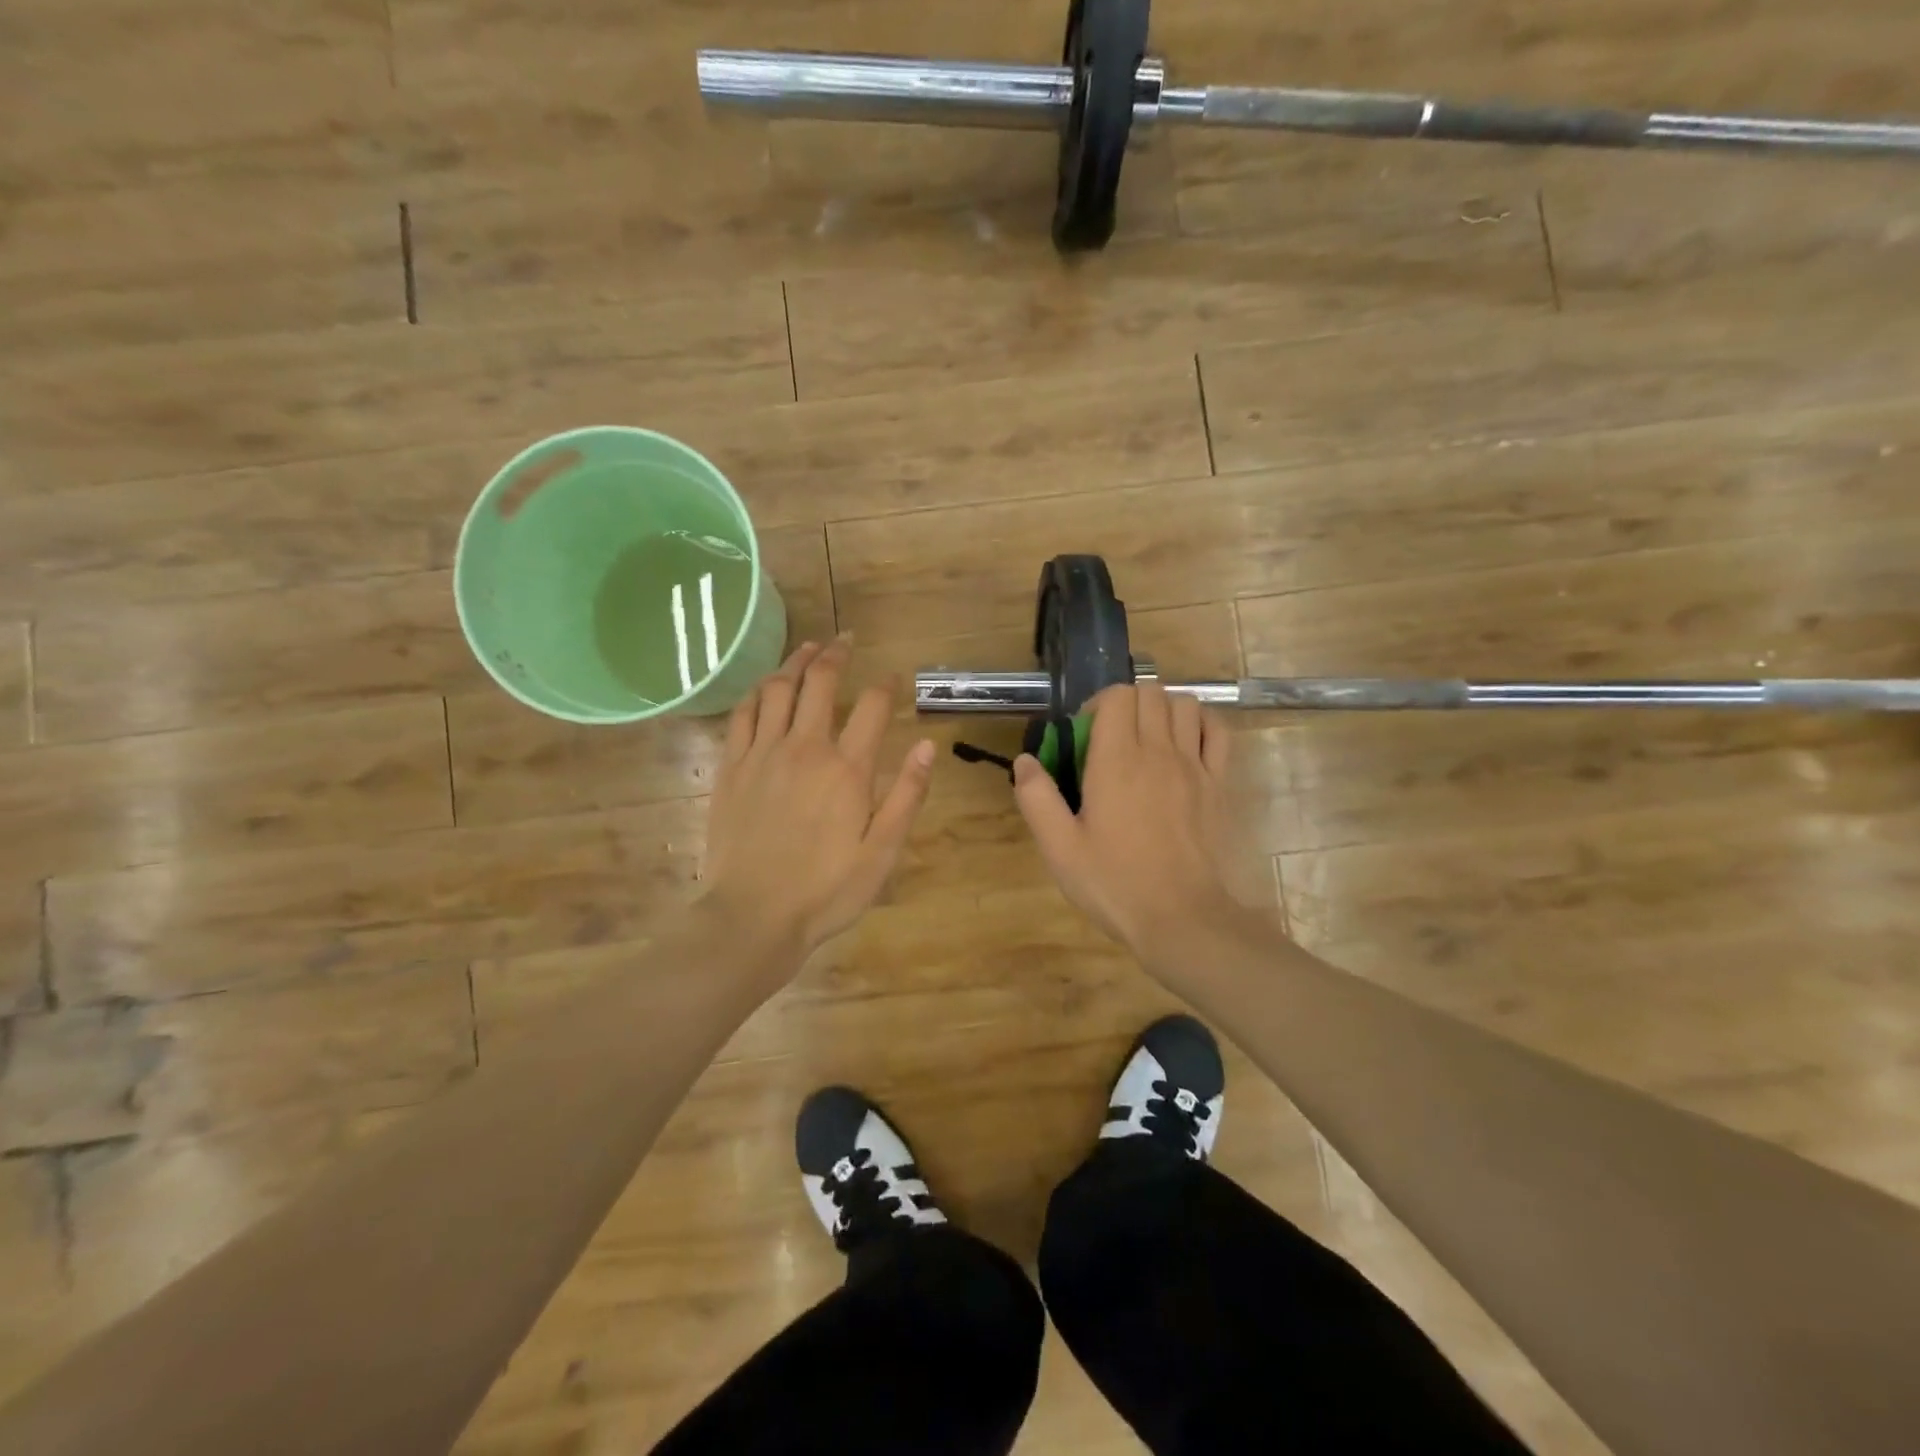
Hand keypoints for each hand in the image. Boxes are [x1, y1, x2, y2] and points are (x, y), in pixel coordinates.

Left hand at [702, 639, 935, 959]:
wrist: (753, 916)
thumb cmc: (826, 891)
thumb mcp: (882, 852)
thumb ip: (906, 796)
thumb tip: (928, 746)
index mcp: (847, 769)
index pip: (873, 707)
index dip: (887, 685)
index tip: (894, 676)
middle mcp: (804, 748)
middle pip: (820, 683)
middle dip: (836, 654)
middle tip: (846, 640)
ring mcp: (762, 754)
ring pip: (777, 689)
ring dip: (795, 662)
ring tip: (808, 649)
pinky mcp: (732, 768)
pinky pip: (742, 714)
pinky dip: (756, 692)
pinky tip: (764, 687)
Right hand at [1014, 681, 1239, 963]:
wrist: (1180, 918)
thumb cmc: (1114, 882)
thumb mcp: (1059, 848)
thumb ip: (1036, 798)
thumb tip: (1025, 761)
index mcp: (1116, 761)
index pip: (1117, 696)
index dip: (1098, 704)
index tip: (1085, 735)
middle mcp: (1158, 751)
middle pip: (1151, 693)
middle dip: (1127, 703)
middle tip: (1111, 738)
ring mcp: (1194, 766)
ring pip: (1185, 705)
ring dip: (1162, 709)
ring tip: (1147, 739)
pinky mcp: (1218, 785)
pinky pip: (1217, 732)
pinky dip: (1201, 725)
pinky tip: (1185, 745)